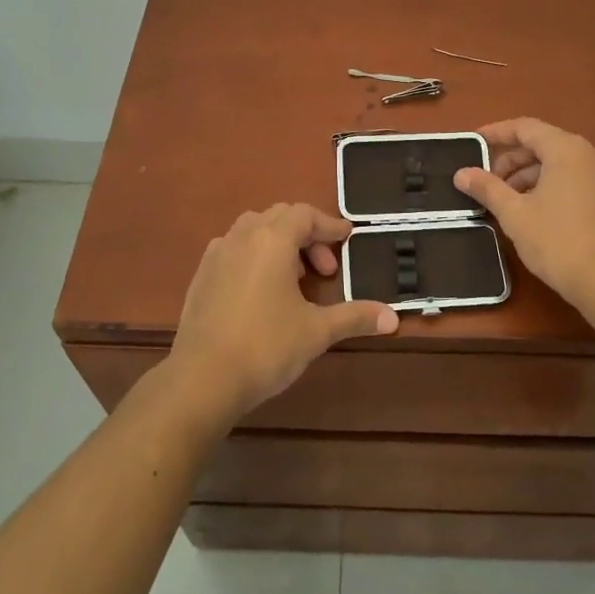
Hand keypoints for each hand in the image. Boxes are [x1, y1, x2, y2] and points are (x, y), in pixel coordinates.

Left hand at [163, 203, 398, 430]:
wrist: (202, 378)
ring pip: (253, 230)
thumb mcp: (317, 332)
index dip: (329, 225)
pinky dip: (254, 256)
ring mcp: (216, 255)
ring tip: (294, 278)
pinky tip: (261, 291)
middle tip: (325, 269)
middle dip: (307, 235)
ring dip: (279, 243)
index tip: (348, 238)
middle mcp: (242, 237)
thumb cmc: (265, 347)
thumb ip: (355, 317)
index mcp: (272, 240)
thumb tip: (394, 318)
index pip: (305, 214)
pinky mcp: (200, 276)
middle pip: (279, 216)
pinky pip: (233, 249)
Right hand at [454, 118, 594, 314]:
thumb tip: (461, 173)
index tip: (473, 143)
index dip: (496, 133)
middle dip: (511, 161)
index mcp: (567, 149)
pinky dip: (549, 185)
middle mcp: (590, 153)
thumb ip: (487, 187)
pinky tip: (532, 210)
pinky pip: (573, 178)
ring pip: (558, 163)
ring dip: (528, 175)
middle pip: (542, 144)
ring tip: (506, 201)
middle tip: (487, 182)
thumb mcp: (514, 214)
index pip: (525, 128)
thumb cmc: (558, 242)